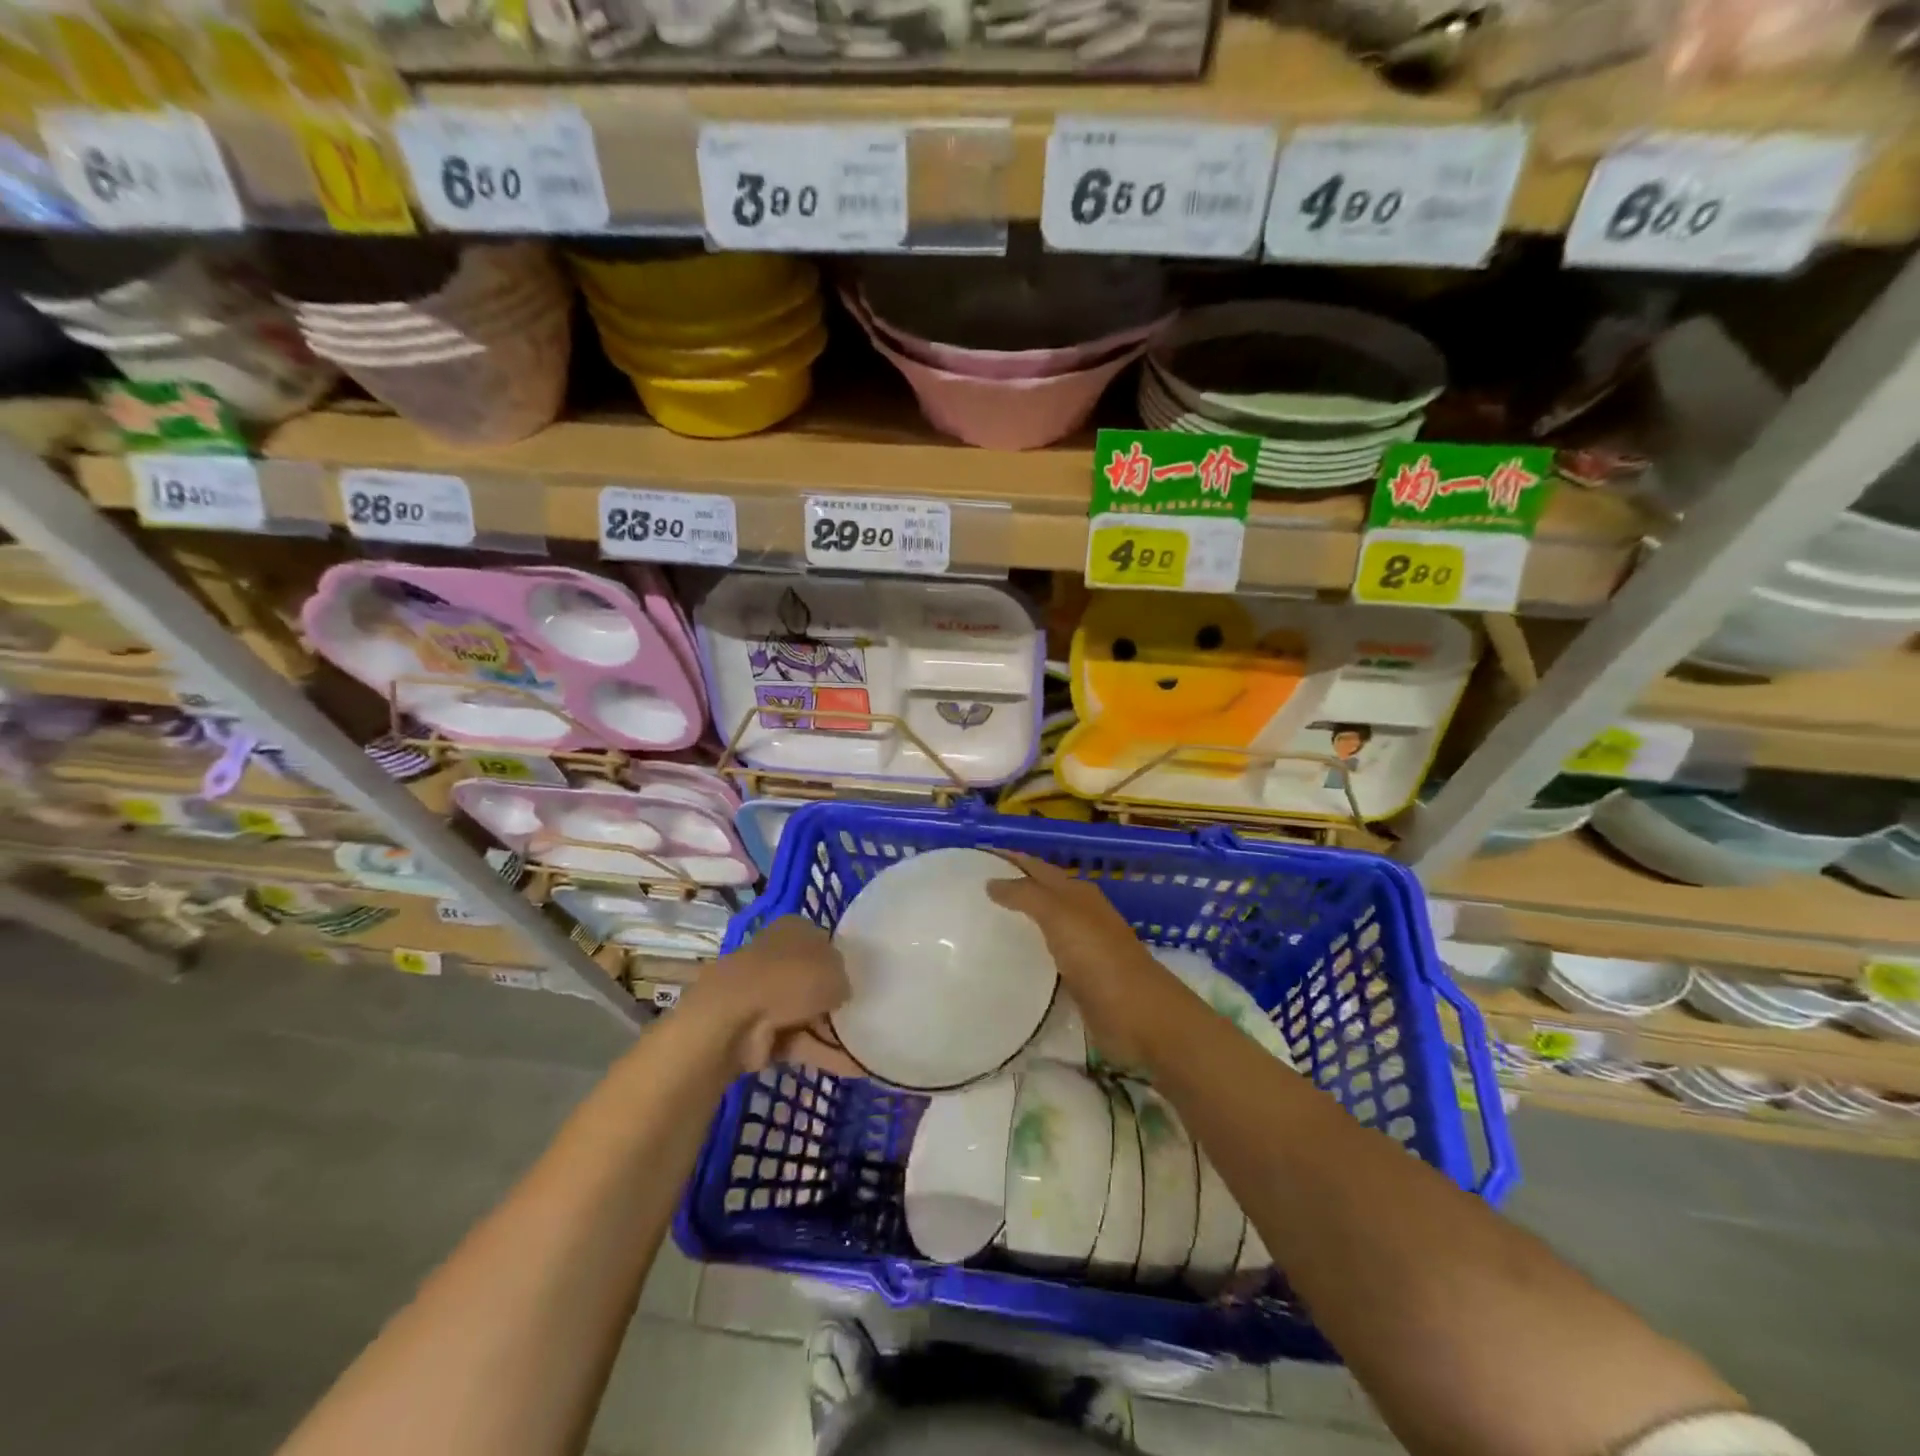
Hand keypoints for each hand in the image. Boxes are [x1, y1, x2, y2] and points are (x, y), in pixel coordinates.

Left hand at [685, 916, 857, 1075]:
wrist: (735, 1019)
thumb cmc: (791, 978)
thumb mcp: (836, 970)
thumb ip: (844, 978)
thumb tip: (841, 991)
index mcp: (793, 929)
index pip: (824, 941)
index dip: (843, 960)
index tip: (861, 980)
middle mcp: (777, 956)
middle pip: (814, 979)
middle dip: (837, 999)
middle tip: (866, 1014)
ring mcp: (765, 996)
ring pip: (807, 1013)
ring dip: (833, 1031)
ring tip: (867, 1047)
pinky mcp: (758, 1030)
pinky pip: (798, 1041)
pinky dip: (822, 1053)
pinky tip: (854, 1067)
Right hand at [986, 852, 1184, 1071]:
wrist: (1138, 1014)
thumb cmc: (1098, 957)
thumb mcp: (1059, 915)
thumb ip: (1026, 895)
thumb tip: (992, 882)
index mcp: (1077, 893)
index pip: (1037, 867)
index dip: (1012, 859)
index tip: (977, 856)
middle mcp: (1080, 914)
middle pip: (1040, 893)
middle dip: (1012, 887)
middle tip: (971, 891)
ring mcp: (1081, 947)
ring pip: (1043, 925)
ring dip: (1017, 921)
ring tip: (980, 924)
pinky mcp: (1079, 979)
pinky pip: (1045, 956)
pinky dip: (1026, 952)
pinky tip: (1005, 960)